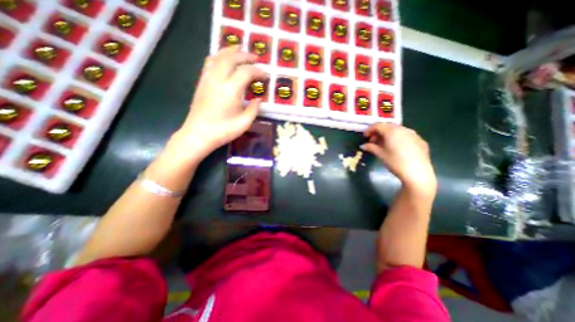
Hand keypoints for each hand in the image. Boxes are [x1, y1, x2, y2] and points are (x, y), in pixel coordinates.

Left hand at [165, 45, 265, 163]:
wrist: (198, 135)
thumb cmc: (223, 131)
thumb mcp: (244, 123)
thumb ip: (254, 109)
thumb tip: (259, 100)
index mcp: (230, 90)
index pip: (246, 72)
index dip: (258, 71)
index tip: (266, 75)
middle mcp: (217, 80)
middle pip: (231, 59)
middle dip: (245, 56)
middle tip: (256, 57)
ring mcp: (207, 80)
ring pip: (218, 57)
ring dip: (230, 51)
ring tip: (240, 50)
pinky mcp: (201, 83)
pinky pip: (209, 63)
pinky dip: (219, 57)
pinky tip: (224, 60)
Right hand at [361, 123, 437, 196]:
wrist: (417, 173)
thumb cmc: (395, 162)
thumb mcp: (381, 154)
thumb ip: (371, 147)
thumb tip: (363, 146)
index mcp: (392, 131)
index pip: (378, 125)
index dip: (369, 130)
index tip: (365, 137)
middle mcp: (403, 129)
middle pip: (388, 126)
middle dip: (378, 132)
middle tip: (373, 142)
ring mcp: (413, 134)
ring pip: (397, 130)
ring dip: (388, 135)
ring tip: (384, 145)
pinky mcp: (420, 140)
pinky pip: (406, 136)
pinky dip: (398, 138)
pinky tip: (396, 148)